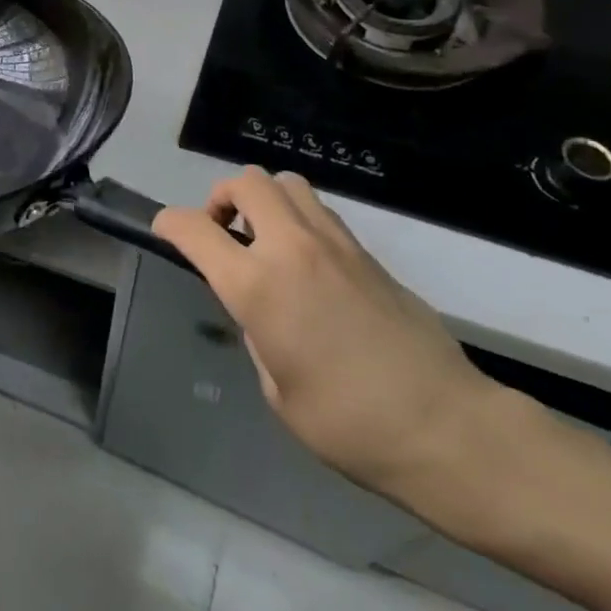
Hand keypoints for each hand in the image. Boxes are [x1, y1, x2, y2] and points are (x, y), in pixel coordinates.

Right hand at [154, 168, 500, 508]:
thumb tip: (260, 307)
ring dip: (264, 201)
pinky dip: (298, 219)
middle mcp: (293, 248)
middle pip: (246, 181)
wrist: (446, 429)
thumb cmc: (348, 424)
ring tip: (265, 241)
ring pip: (287, 183)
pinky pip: (320, 211)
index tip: (164, 232)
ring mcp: (336, 244)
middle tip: (223, 235)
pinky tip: (306, 263)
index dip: (169, 224)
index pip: (194, 229)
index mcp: (258, 286)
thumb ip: (258, 332)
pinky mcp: (368, 253)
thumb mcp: (277, 389)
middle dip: (221, 198)